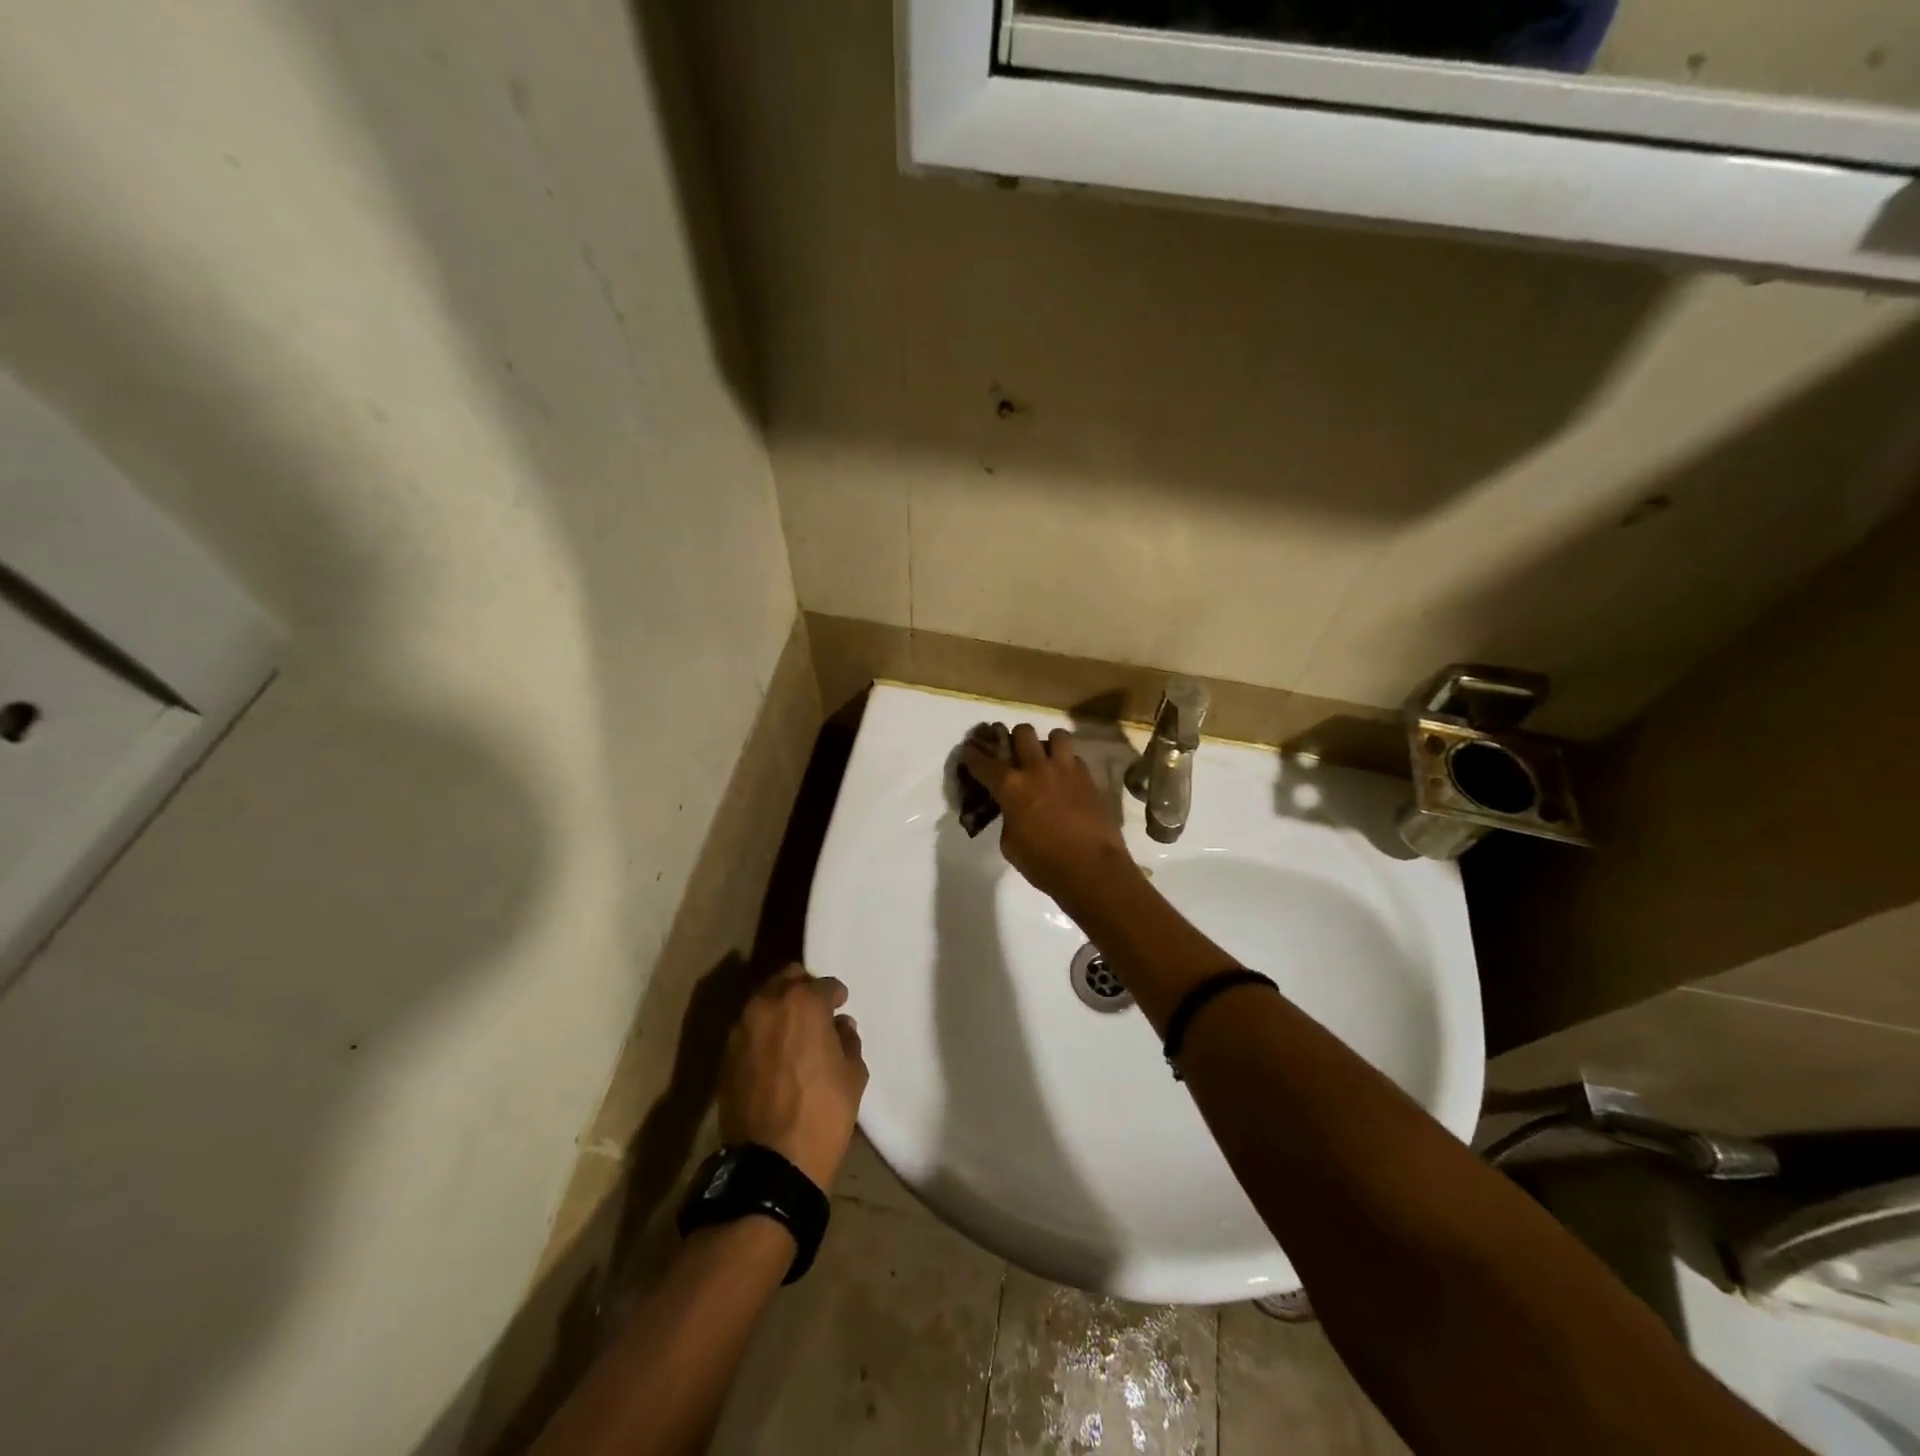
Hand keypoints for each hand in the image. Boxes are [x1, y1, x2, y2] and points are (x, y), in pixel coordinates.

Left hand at [718, 965, 868, 1190]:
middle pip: (787, 978)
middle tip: (816, 1010)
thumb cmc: (822, 1113)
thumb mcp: (853, 1075)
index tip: (840, 1006)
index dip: (835, 995)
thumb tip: (839, 1026)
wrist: (771, 1163)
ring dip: (780, 1007)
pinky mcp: (726, 1055)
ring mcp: (742, 1028)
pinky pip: (749, 1028)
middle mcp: (768, 1004)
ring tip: (794, 1031)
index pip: (824, 985)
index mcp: (803, 1002)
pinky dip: (763, 1031)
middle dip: (804, 988)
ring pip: (763, 1000)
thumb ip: (847, 1040)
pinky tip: (775, 1052)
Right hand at [962, 722, 1134, 904]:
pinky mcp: (1089, 779)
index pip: (983, 762)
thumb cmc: (1044, 863)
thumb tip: (1013, 810)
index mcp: (1011, 786)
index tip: (968, 752)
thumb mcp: (1010, 844)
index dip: (972, 756)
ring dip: (1047, 744)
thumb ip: (1008, 818)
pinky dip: (1067, 764)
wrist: (1092, 869)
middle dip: (1013, 739)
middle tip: (1013, 753)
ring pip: (1056, 735)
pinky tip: (1065, 779)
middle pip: (1022, 733)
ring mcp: (1066, 770)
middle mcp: (1037, 769)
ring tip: (1045, 759)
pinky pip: (1075, 758)